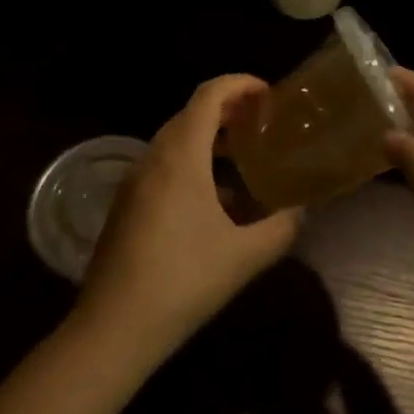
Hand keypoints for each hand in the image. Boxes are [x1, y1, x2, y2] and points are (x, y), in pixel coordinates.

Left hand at [76, 75, 303, 362]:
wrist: (113, 329)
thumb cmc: (183, 282)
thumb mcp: (245, 257)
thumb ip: (281, 227)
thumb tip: (300, 210)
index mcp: (181, 156)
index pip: (209, 95)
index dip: (240, 84)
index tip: (269, 95)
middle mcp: (154, 158)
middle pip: (191, 112)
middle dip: (228, 109)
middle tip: (262, 123)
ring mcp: (134, 181)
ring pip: (175, 140)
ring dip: (209, 137)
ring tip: (243, 156)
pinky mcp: (125, 204)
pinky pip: (163, 165)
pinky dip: (191, 163)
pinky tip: (214, 201)